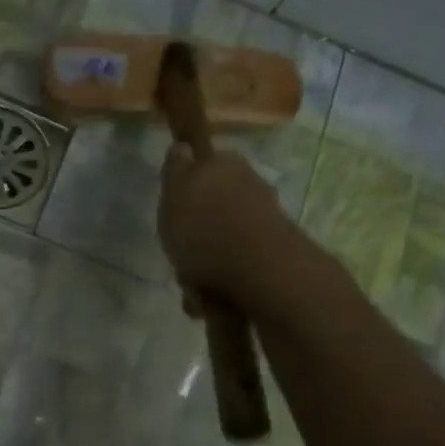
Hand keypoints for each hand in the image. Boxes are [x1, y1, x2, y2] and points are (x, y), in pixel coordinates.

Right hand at [158, 144, 287, 306]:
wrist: (259, 271)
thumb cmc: (205, 227)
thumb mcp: (175, 190)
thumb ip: (176, 167)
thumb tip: (183, 146)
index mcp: (227, 165)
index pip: (202, 165)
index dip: (186, 188)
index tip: (173, 212)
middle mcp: (250, 187)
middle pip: (213, 208)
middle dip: (195, 234)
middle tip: (178, 255)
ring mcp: (264, 222)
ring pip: (222, 241)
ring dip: (203, 265)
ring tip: (192, 288)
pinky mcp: (271, 255)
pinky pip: (235, 268)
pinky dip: (219, 284)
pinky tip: (208, 299)